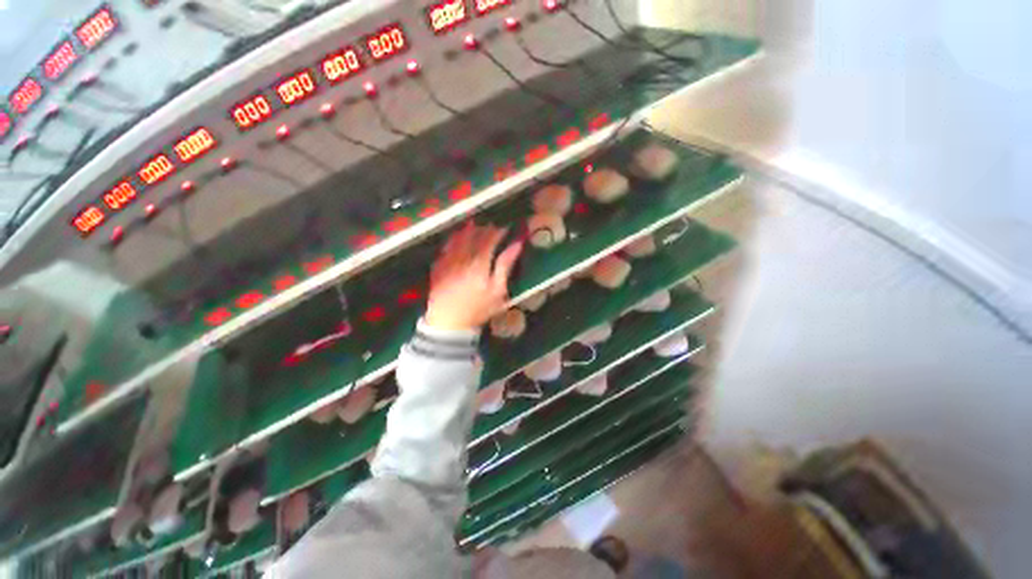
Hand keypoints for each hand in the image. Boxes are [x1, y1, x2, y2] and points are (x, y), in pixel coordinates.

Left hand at [425, 222, 523, 331]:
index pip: (489, 240)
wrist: (449, 322)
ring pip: (458, 238)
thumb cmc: (478, 309)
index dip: (498, 231)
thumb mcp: (498, 291)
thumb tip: (516, 245)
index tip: (505, 227)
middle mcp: (463, 257)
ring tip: (474, 225)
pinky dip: (452, 240)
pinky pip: (445, 247)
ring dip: (467, 230)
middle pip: (473, 236)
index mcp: (479, 263)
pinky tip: (455, 238)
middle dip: (483, 228)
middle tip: (490, 225)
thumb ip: (505, 266)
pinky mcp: (438, 266)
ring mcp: (448, 261)